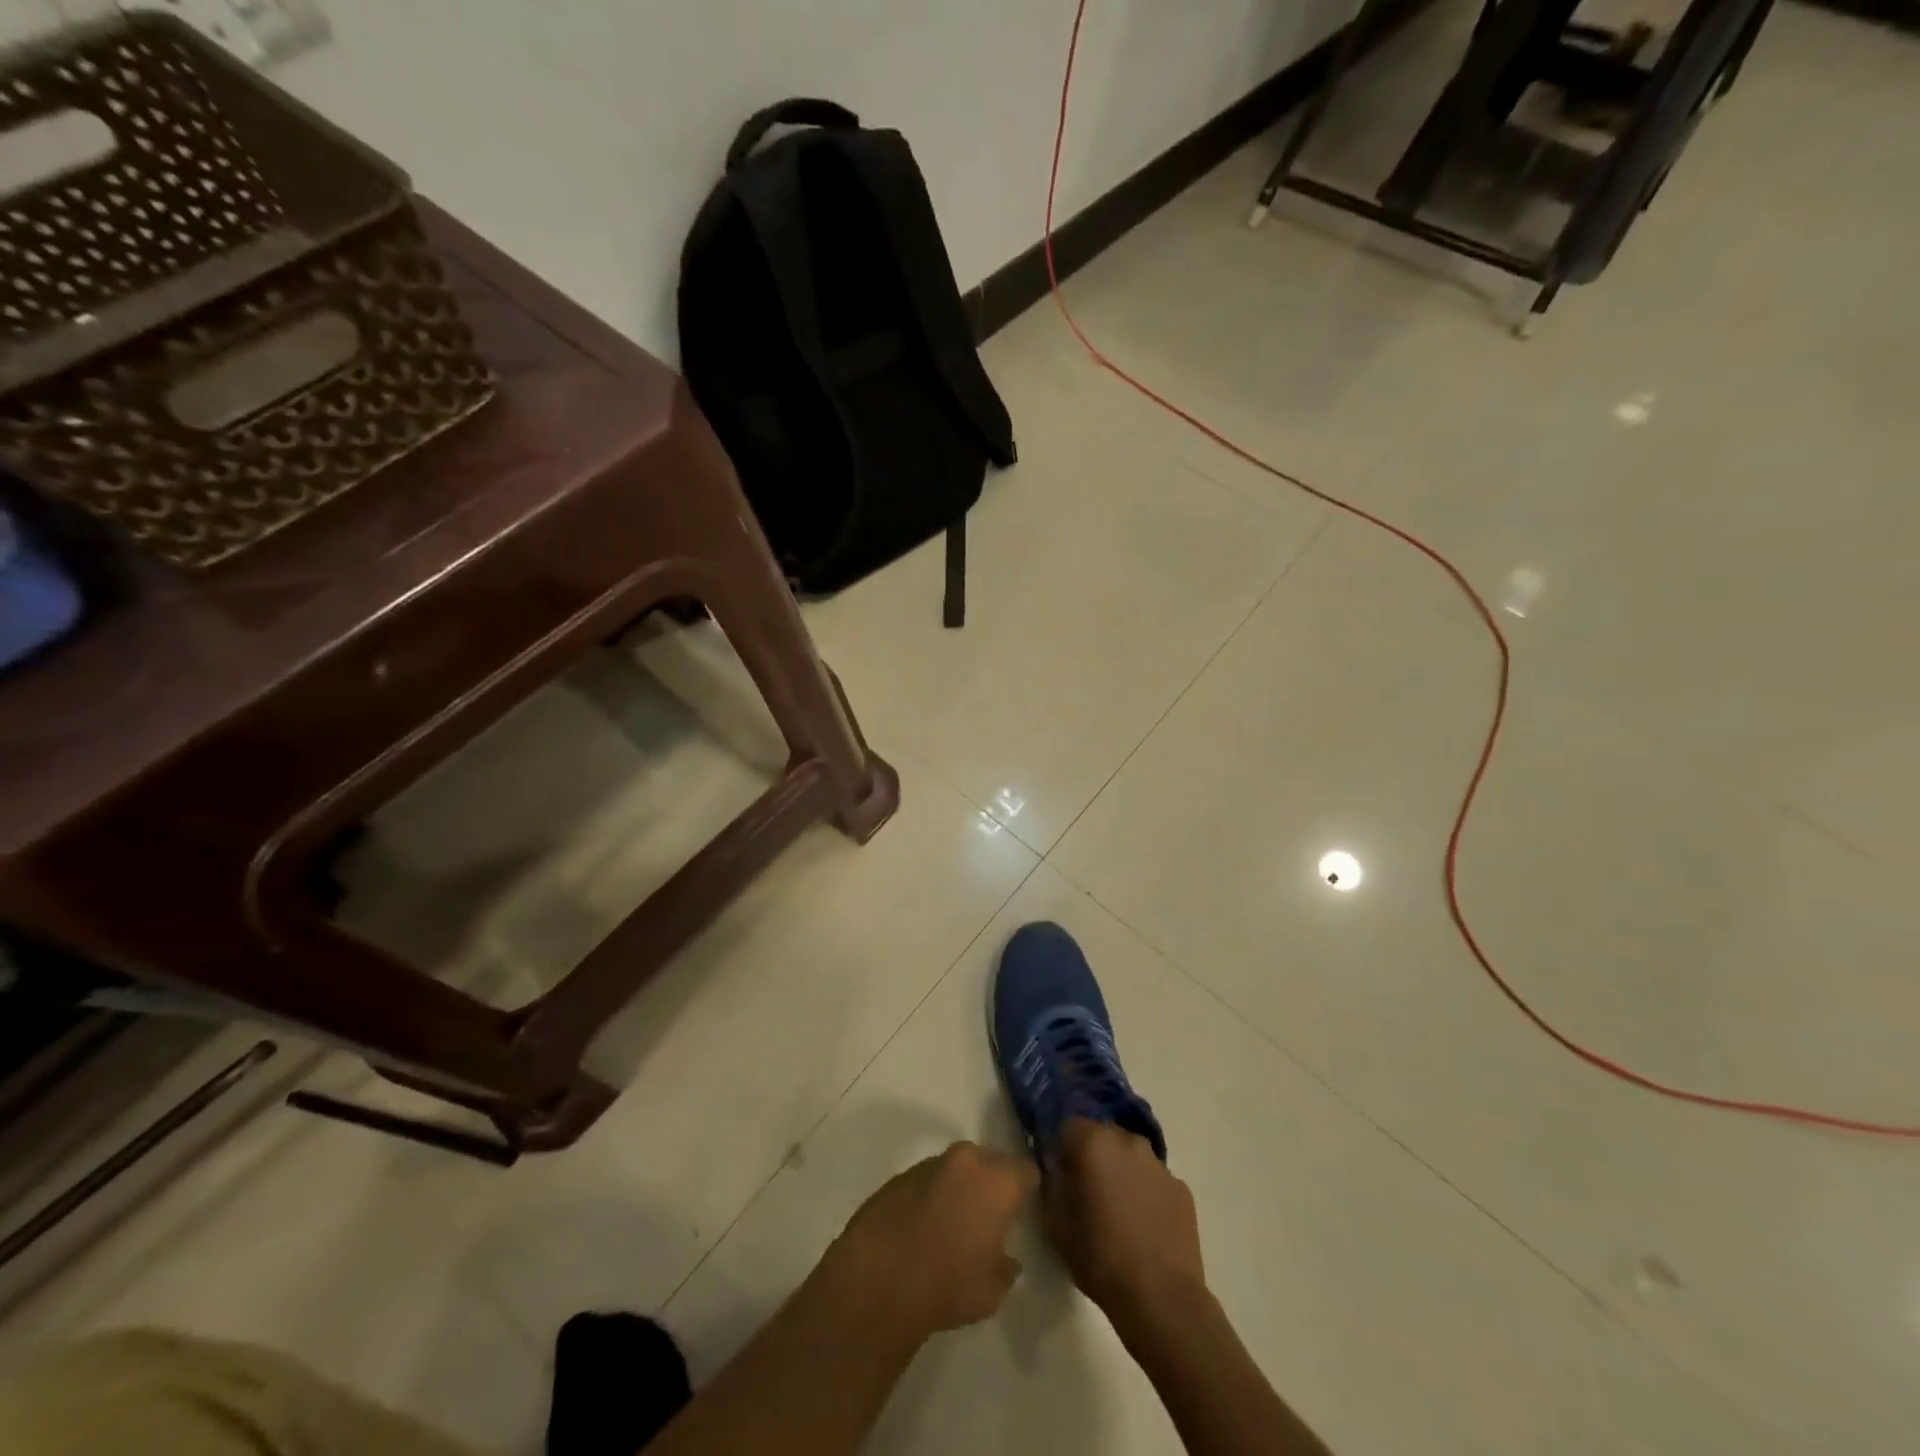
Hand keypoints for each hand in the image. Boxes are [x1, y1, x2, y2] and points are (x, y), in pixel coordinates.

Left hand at [820, 1141, 1038, 1340]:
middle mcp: (967, 1160)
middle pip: (991, 1162)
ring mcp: (931, 1163)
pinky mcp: (900, 1174)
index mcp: (997, 1180)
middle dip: (992, 1184)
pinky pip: (929, 1180)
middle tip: (990, 1217)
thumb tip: (1006, 1258)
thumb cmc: (949, 1284)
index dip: (1027, 1188)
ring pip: (957, 1168)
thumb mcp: (993, 1290)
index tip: (1024, 1208)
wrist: (879, 1279)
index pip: (1027, 1170)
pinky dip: (932, 1195)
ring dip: (960, 1187)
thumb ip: (1006, 1266)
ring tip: (954, 1224)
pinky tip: (924, 1227)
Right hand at [1043, 1119, 1206, 1334]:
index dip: (1061, 1148)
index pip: (1068, 1126)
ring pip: (1130, 1155)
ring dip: (1120, 1171)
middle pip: (1102, 1135)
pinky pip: (1153, 1179)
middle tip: (1087, 1191)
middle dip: (1092, 1155)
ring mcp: (1159, 1163)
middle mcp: (1127, 1140)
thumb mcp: (1056, 1223)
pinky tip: (1144, 1224)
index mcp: (1093, 1142)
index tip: (1060, 1173)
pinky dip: (1145, 1191)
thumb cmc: (1100, 1258)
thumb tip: (1056, 1168)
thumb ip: (1051, 1183)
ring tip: (1118, 1210)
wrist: (1162, 1298)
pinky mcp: (1181, 1187)